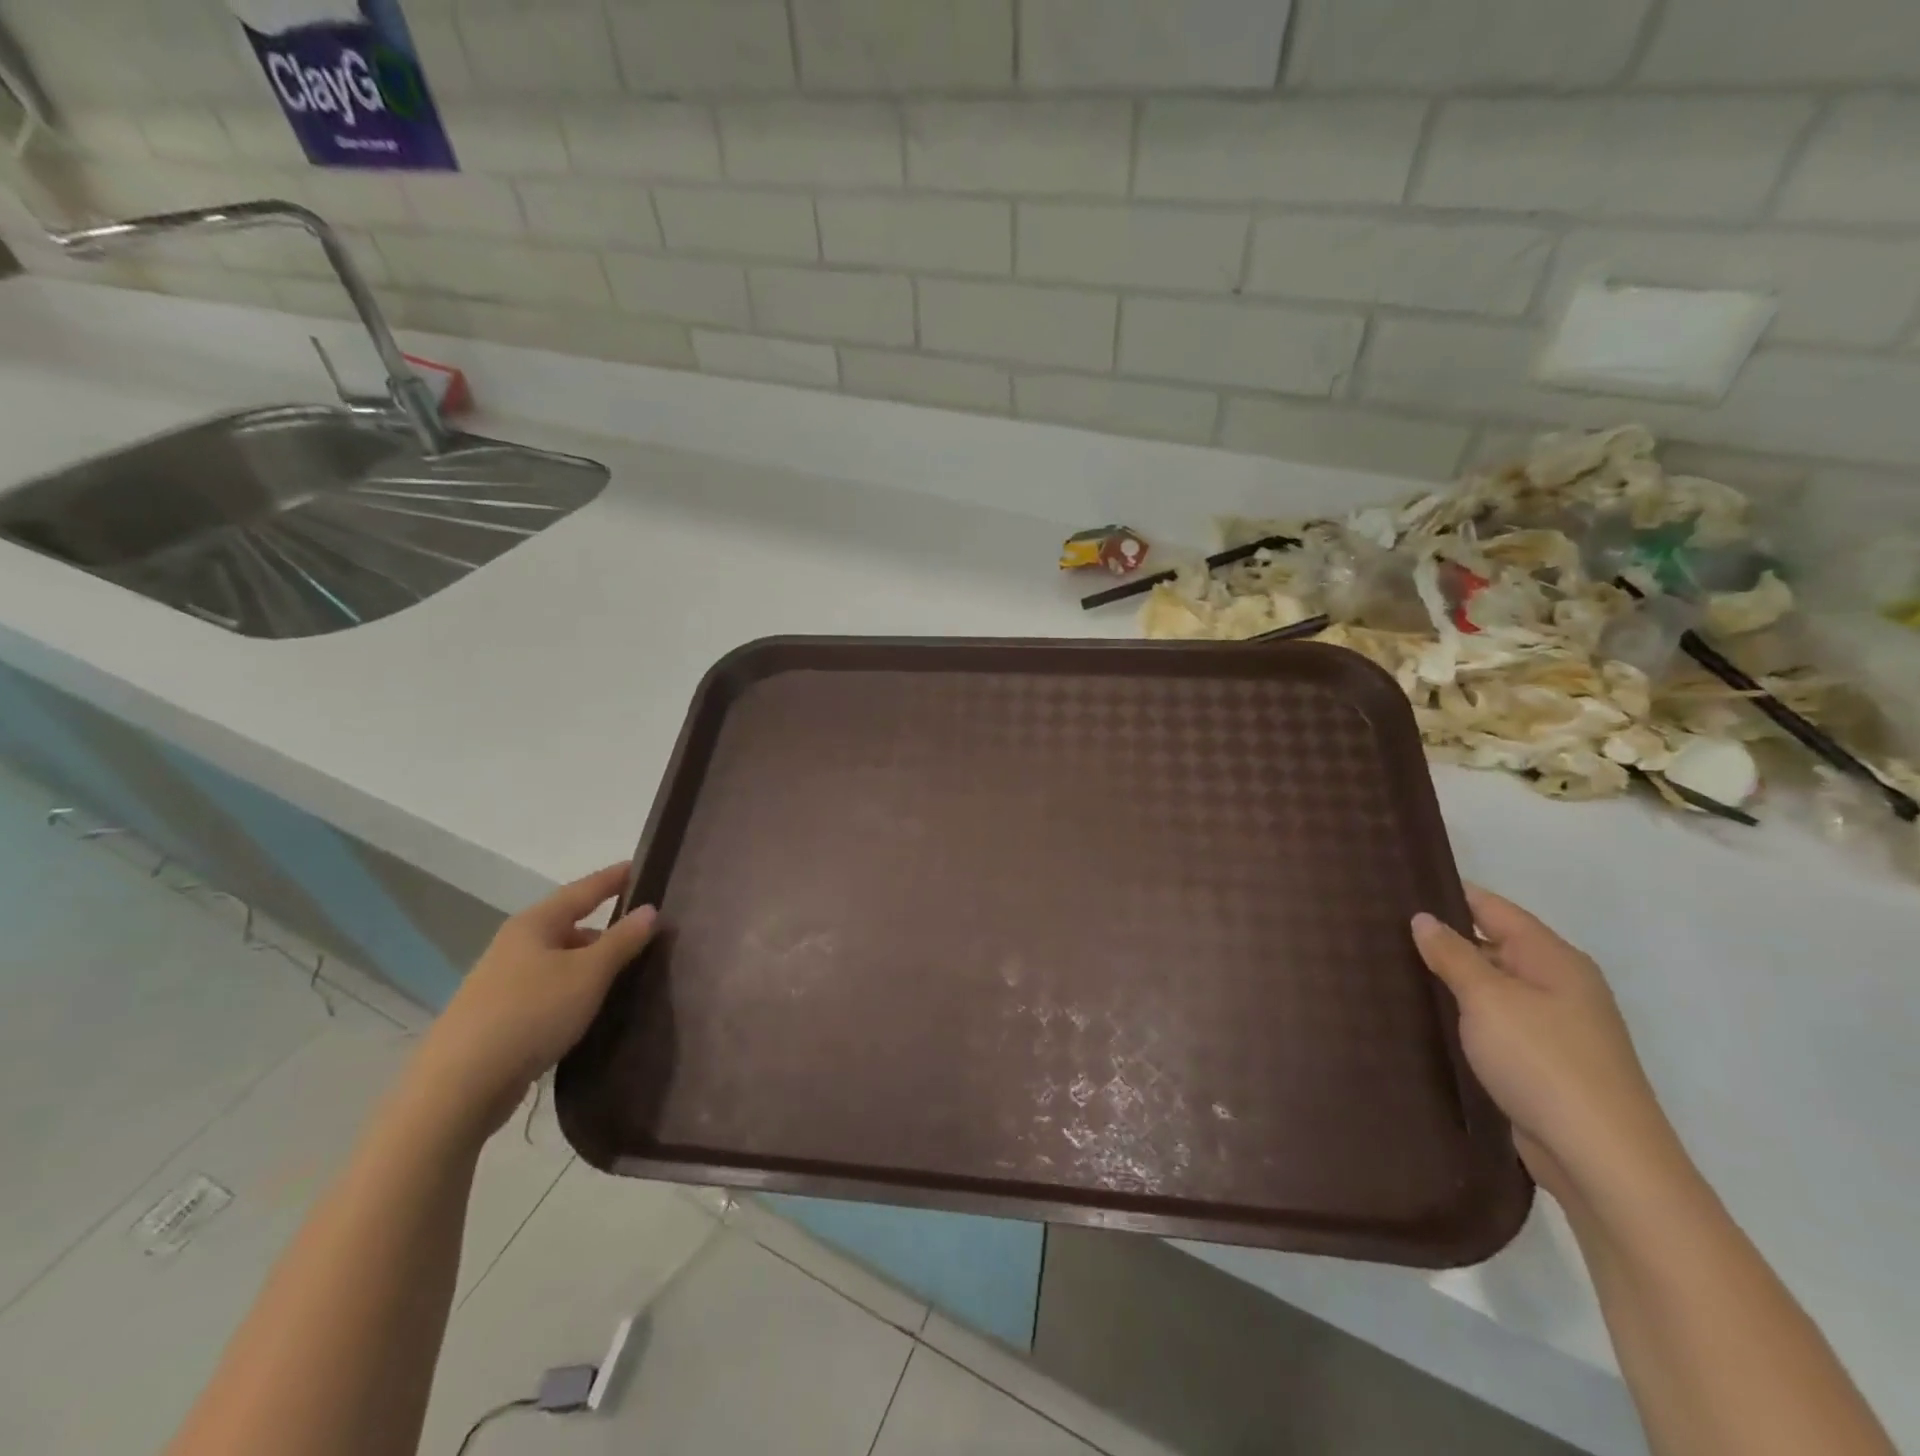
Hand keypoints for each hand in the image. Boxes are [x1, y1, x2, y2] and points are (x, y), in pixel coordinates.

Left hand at [403, 863, 658, 1139]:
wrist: (458, 1087)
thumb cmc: (531, 1013)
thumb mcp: (588, 973)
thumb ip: (622, 940)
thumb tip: (650, 910)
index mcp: (534, 924)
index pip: (583, 890)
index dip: (614, 878)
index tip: (641, 866)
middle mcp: (514, 945)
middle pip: (569, 925)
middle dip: (605, 928)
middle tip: (645, 932)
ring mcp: (502, 982)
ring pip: (558, 961)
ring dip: (590, 963)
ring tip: (625, 974)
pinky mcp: (498, 1018)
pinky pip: (548, 990)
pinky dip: (573, 990)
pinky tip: (589, 1008)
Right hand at [1412, 888, 1683, 1205]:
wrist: (1602, 1159)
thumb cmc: (1543, 1062)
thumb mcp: (1488, 999)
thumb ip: (1453, 954)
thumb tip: (1424, 918)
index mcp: (1553, 959)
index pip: (1492, 908)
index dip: (1448, 893)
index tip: (1396, 887)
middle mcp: (1559, 984)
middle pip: (1492, 944)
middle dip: (1442, 937)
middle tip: (1379, 928)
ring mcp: (1553, 1025)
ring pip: (1490, 985)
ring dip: (1449, 978)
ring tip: (1389, 966)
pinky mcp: (1541, 1061)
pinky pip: (1493, 1020)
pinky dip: (1462, 1012)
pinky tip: (1424, 1014)